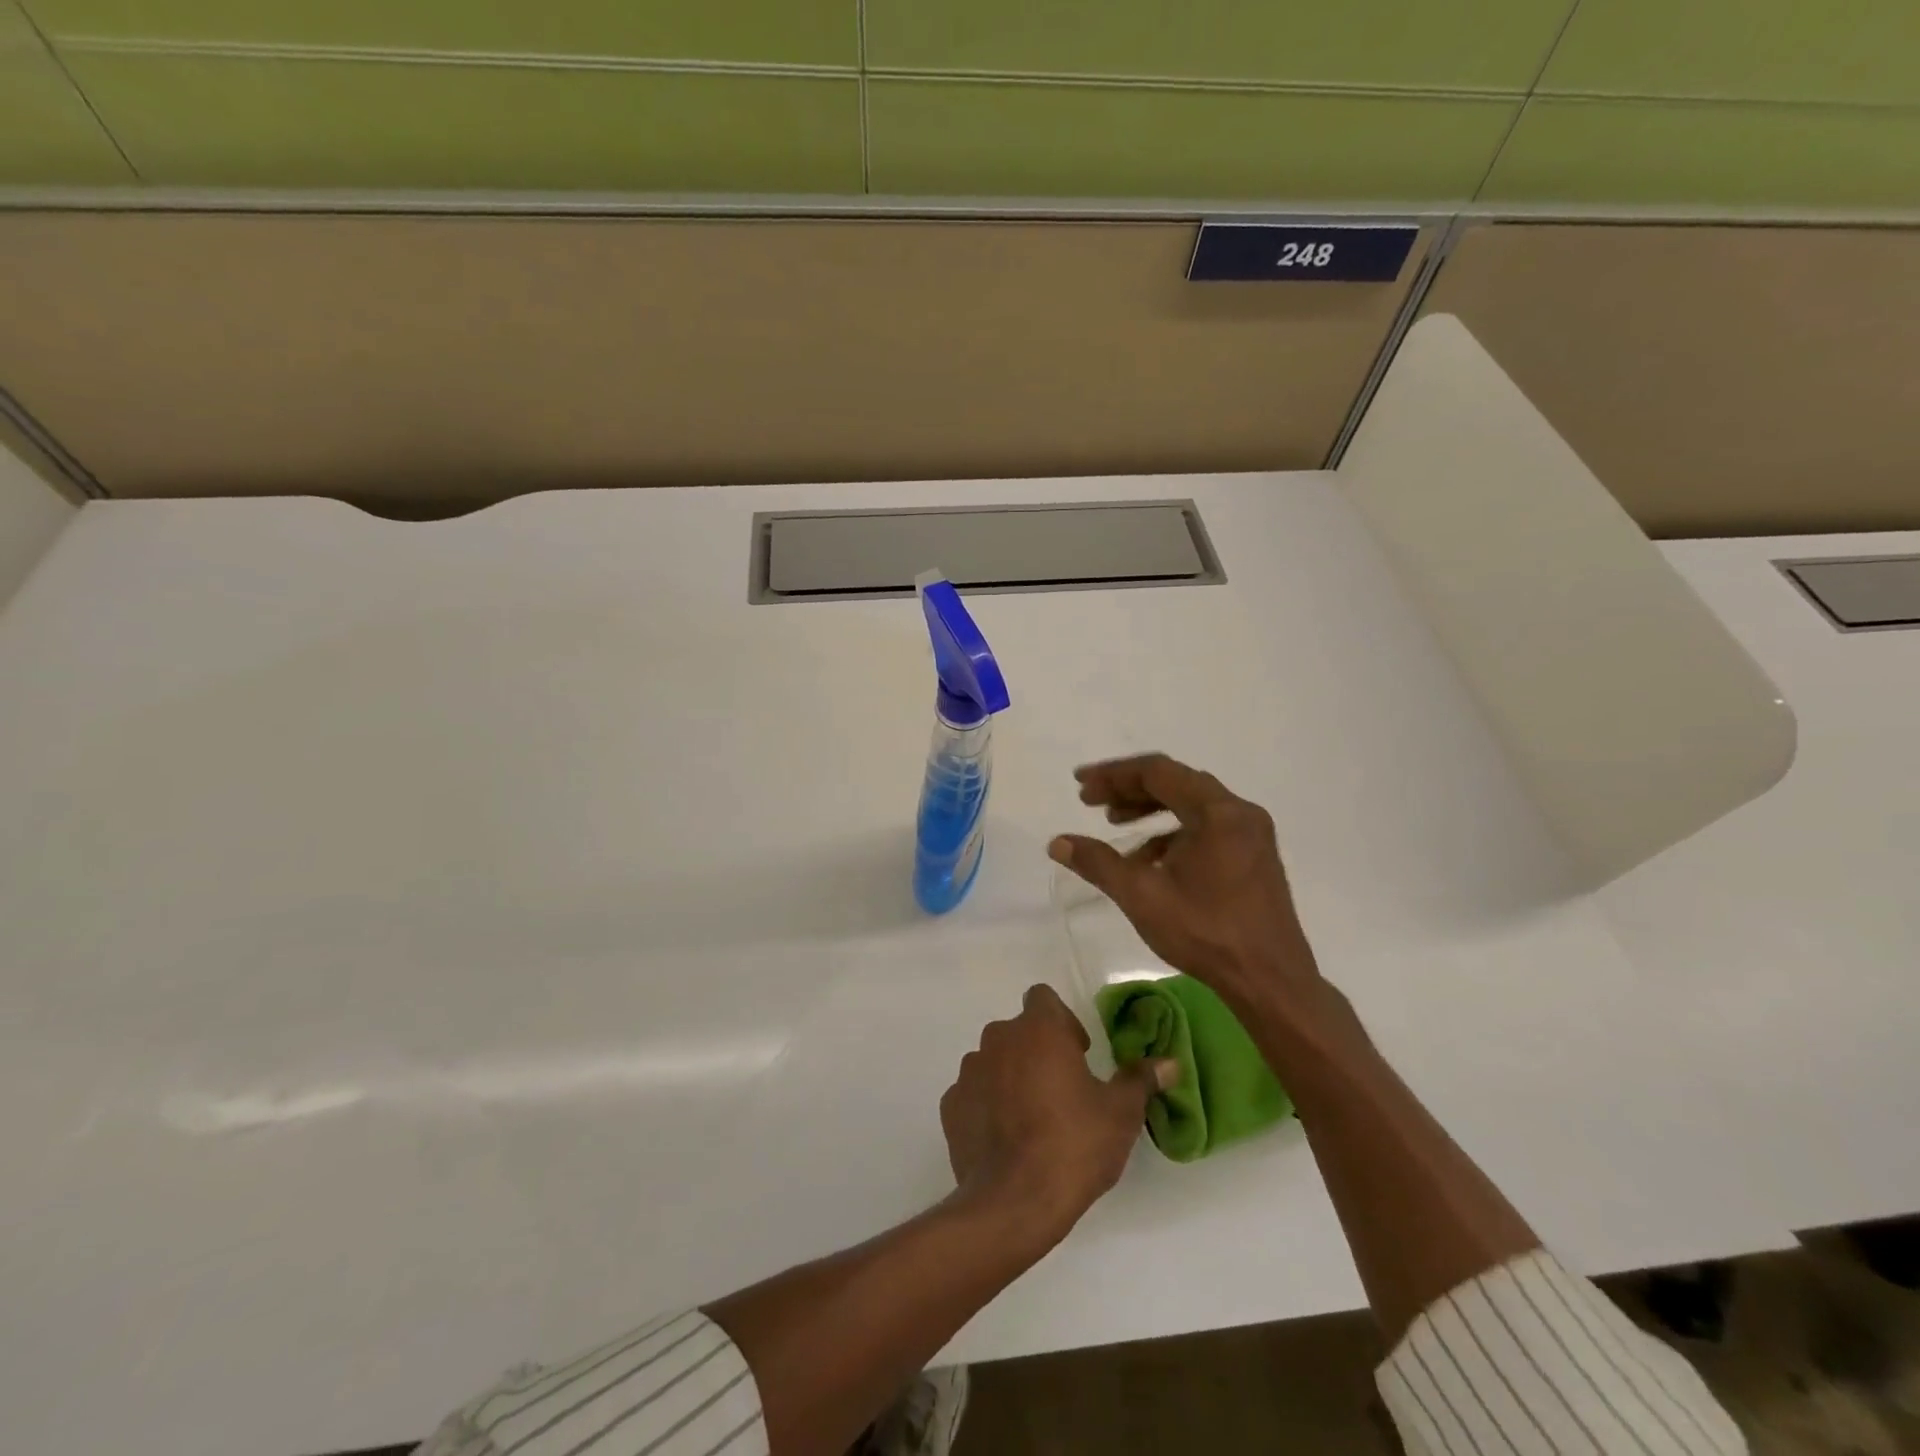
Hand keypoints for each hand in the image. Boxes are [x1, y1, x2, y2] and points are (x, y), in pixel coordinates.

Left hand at [940, 984, 1174, 1239]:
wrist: (1013, 1202)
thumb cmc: (1074, 1145)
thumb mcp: (1120, 1114)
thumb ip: (1141, 1080)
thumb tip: (1170, 1063)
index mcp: (1038, 1029)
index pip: (1043, 998)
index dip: (1062, 1020)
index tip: (1079, 1054)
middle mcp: (998, 1038)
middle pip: (1020, 1031)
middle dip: (1038, 1051)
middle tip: (1062, 1091)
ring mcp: (969, 1071)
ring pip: (994, 1060)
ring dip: (1011, 1077)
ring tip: (1033, 1119)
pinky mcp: (951, 1105)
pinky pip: (974, 1093)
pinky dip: (987, 1106)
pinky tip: (1006, 1140)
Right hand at [1048, 753, 1322, 1014]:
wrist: (1270, 982)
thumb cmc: (1206, 934)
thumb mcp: (1142, 896)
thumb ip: (1098, 863)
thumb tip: (1057, 843)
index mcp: (1217, 811)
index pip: (1157, 772)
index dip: (1113, 775)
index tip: (1080, 784)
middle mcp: (1239, 812)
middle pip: (1176, 783)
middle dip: (1129, 789)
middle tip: (1090, 801)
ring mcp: (1251, 834)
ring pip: (1191, 805)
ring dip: (1150, 809)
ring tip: (1114, 824)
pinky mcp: (1253, 855)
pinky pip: (1206, 828)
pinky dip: (1173, 833)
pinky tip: (1148, 859)